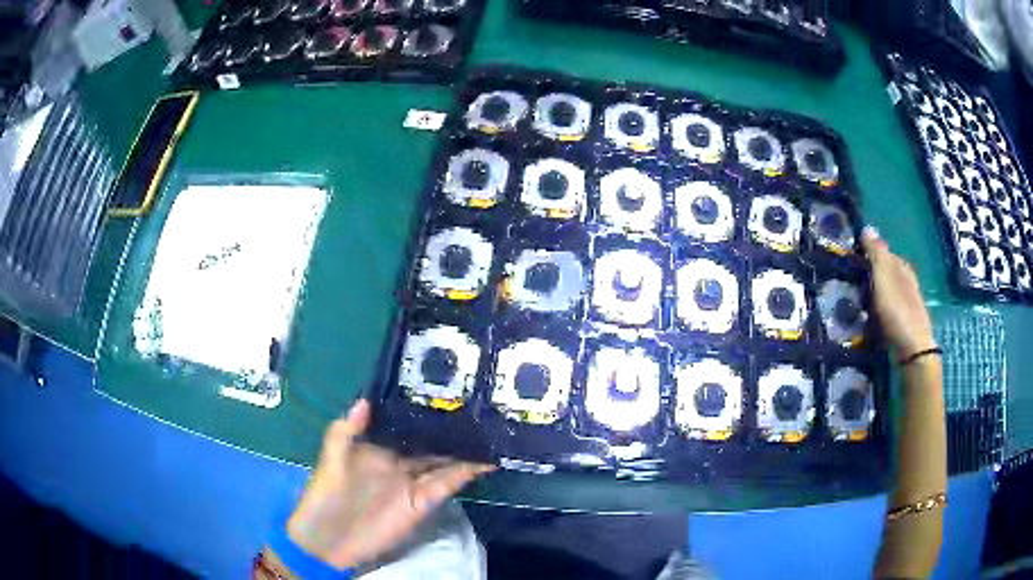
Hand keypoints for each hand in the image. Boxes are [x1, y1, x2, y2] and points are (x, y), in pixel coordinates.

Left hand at [282, 399, 493, 570]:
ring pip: (444, 460)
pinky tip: (486, 460)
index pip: (404, 423)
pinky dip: (467, 472)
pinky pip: (448, 483)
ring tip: (492, 429)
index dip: (422, 409)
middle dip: (451, 426)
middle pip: (430, 440)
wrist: (330, 542)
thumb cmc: (325, 497)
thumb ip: (344, 433)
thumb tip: (364, 400)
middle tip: (480, 405)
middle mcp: (399, 460)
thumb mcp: (329, 462)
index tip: (445, 389)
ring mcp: (413, 482)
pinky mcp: (423, 501)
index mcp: (376, 446)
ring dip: (466, 448)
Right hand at [860, 227, 935, 357]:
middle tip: (852, 283)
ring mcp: (906, 304)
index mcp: (902, 267)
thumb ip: (876, 254)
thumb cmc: (897, 310)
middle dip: (871, 275)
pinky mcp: (903, 324)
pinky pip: (887, 311)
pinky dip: (878, 312)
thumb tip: (866, 228)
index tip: (853, 259)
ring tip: (857, 303)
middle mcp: (907, 282)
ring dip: (873, 295)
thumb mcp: (884, 277)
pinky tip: (870, 319)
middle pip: (886, 273)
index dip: (869, 253)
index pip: (884, 252)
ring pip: (886, 293)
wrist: (912, 350)